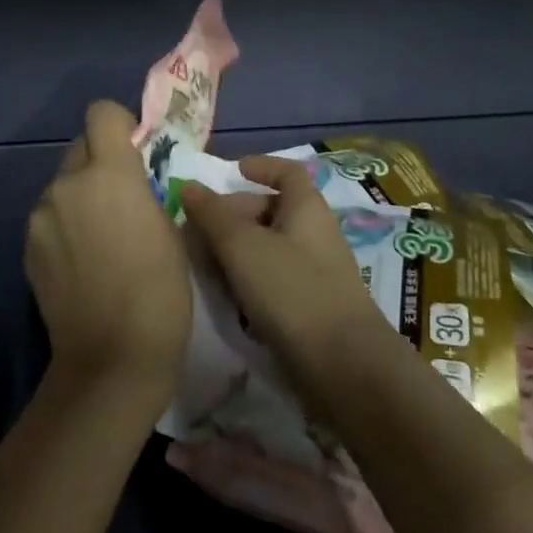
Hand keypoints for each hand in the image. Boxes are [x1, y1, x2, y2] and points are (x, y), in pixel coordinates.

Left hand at [25, 100, 192, 413]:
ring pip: (63, 184)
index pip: (101, 113)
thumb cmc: (160, 291)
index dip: (119, 124)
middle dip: (100, 162)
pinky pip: (49, 216)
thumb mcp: (170, 228)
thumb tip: (135, 178)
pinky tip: (82, 261)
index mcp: (109, 173)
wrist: (112, 357)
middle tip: (121, 198)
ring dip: (81, 195)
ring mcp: (41, 215)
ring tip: (101, 237)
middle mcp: (67, 183)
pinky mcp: (27, 245)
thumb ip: (146, 189)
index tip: (134, 150)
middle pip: (80, 147)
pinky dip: (65, 224)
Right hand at [181, 157, 399, 410]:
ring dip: (236, 252)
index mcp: (306, 208)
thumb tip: (188, 186)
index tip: (233, 171)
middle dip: (233, 215)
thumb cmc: (292, 290)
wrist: (343, 366)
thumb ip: (212, 215)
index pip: (288, 172)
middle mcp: (314, 233)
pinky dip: (249, 281)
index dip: (262, 166)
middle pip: (271, 210)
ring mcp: (315, 272)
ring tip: (204, 267)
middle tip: (198, 231)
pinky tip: (228, 300)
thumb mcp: (243, 246)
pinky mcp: (311, 307)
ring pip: (269, 248)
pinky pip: (274, 280)